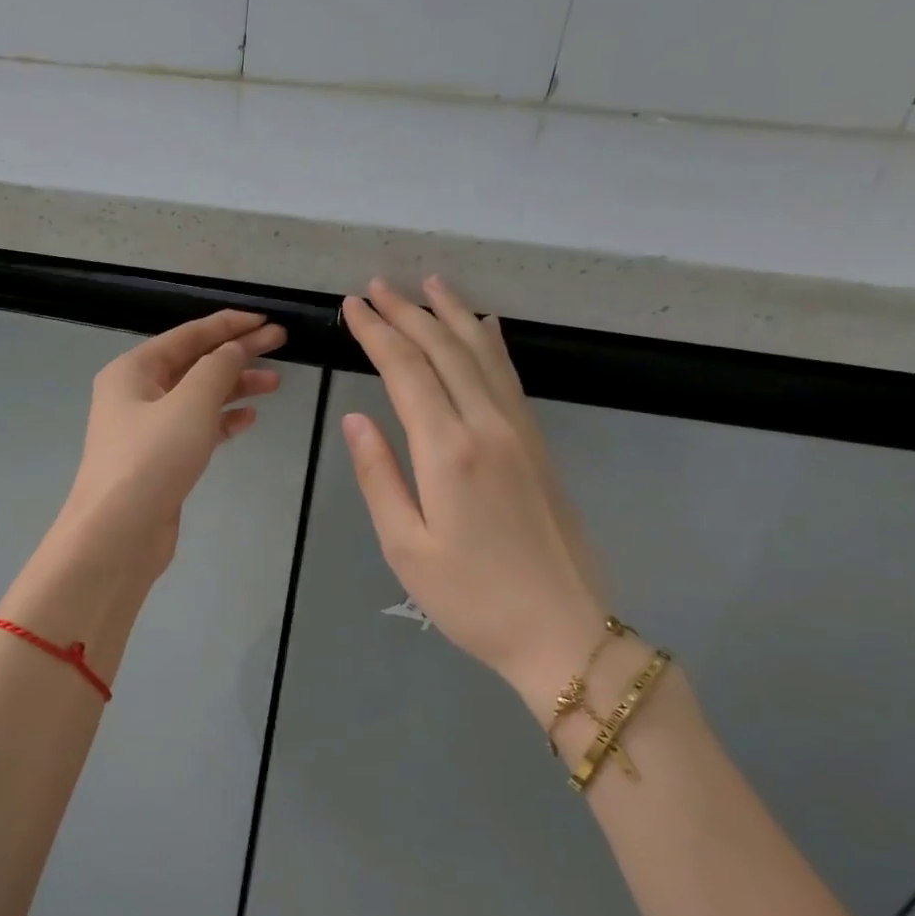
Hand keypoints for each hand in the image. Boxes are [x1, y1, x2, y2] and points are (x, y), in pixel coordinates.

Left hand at [50, 310, 284, 583]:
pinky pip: (196, 429)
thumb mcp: (190, 404)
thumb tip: (234, 349)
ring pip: (198, 397)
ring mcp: (147, 429)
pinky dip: (222, 421)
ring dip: (234, 388)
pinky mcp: (161, 460)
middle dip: (237, 353)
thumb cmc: (151, 459)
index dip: (229, 325)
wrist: (118, 533)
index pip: (188, 335)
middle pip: (194, 363)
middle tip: (282, 344)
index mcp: (133, 370)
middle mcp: (136, 394)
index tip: (266, 319)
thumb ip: (217, 369)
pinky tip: (249, 419)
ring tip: (275, 383)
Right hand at [341, 277, 606, 707]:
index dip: (377, 332)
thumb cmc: (471, 598)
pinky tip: (484, 325)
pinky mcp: (538, 444)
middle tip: (377, 285)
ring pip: (483, 353)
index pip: (405, 370)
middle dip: (407, 312)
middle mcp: (488, 425)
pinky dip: (491, 342)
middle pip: (444, 350)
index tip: (352, 306)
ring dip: (451, 314)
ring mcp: (520, 431)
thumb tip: (355, 418)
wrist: (563, 631)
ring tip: (427, 284)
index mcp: (449, 450)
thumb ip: (379, 476)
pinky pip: (509, 376)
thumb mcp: (405, 547)